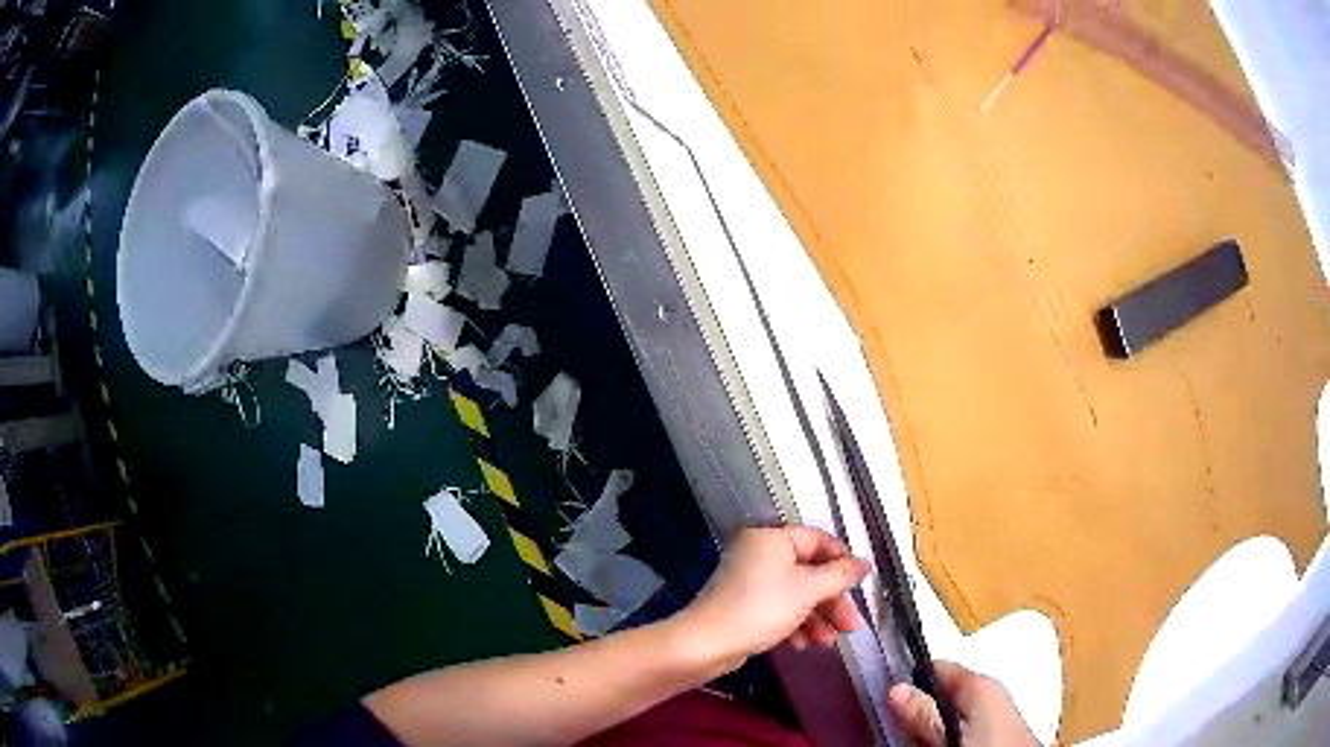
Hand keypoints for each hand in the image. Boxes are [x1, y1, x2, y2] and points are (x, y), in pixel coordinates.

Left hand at [678, 526, 869, 672]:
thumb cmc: (761, 608)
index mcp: (772, 539)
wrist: (707, 644)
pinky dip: (795, 625)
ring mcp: (750, 581)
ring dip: (816, 618)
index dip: (843, 561)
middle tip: (849, 625)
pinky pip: (779, 609)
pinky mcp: (744, 606)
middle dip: (831, 601)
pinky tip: (803, 645)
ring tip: (827, 643)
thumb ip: (840, 575)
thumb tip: (864, 563)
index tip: (861, 584)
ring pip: (796, 594)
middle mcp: (760, 554)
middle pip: (809, 572)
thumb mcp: (808, 590)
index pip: (819, 540)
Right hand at [888, 661, 1040, 746]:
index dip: (910, 676)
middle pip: (945, 689)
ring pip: (955, 707)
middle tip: (896, 720)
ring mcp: (997, 708)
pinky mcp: (1000, 727)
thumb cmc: (991, 744)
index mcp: (980, 682)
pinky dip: (951, 728)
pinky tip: (941, 742)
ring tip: (914, 735)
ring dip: (935, 719)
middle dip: (922, 702)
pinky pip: (967, 720)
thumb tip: (897, 688)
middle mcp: (991, 689)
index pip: (937, 666)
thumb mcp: (948, 733)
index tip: (887, 692)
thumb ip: (924, 712)